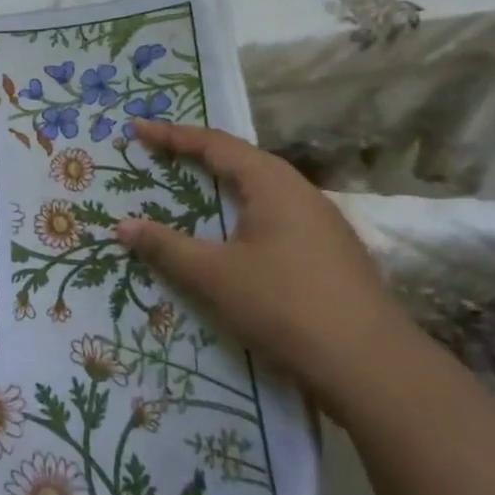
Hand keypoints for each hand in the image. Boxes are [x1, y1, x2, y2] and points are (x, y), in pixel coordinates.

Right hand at [113, 121, 410, 404]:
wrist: (372, 366)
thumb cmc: (284, 305)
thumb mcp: (214, 275)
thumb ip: (166, 247)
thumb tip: (121, 225)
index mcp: (272, 183)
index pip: (214, 144)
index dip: (172, 135)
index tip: (137, 129)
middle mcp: (299, 191)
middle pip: (240, 160)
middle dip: (197, 154)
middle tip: (160, 154)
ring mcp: (321, 222)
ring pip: (261, 189)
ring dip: (223, 184)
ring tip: (192, 187)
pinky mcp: (330, 251)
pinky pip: (276, 214)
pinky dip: (243, 211)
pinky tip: (235, 235)